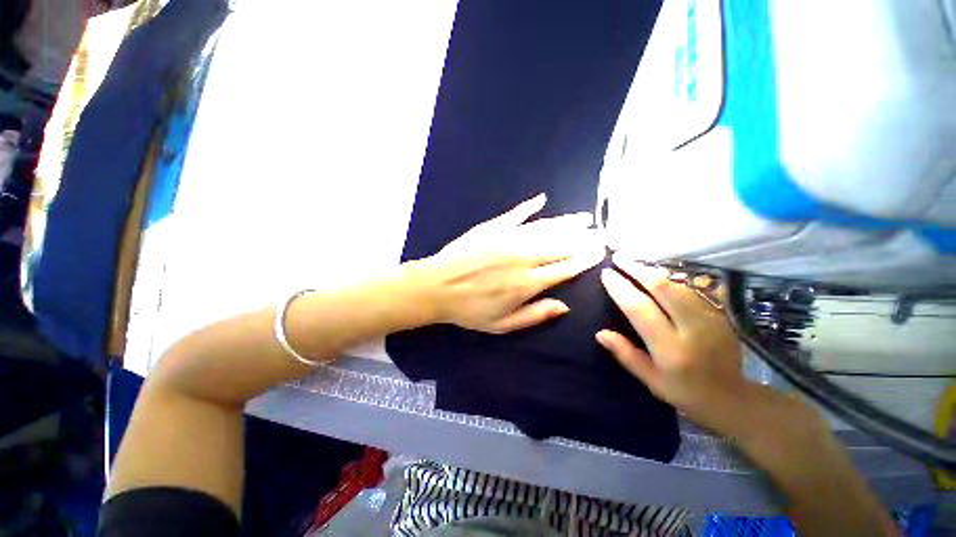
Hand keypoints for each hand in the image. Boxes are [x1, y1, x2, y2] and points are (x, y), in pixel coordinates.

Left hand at [414, 193, 604, 333]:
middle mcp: (523, 257)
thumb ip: (535, 315)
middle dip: (584, 238)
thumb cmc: (470, 310)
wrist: (437, 287)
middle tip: (601, 232)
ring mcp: (507, 239)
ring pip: (545, 227)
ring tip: (585, 217)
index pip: (565, 268)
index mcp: (527, 283)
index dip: (585, 260)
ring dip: (567, 222)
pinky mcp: (492, 228)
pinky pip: (516, 214)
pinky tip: (542, 200)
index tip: (600, 251)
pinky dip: (530, 207)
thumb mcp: (503, 325)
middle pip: (561, 245)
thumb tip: (565, 306)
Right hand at [596, 254, 754, 434]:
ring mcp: (711, 318)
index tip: (606, 274)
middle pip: (662, 288)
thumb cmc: (686, 393)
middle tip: (617, 257)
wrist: (735, 399)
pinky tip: (659, 271)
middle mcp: (692, 329)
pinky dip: (672, 277)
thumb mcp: (651, 381)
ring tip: (633, 261)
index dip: (621, 288)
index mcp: (671, 349)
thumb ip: (626, 355)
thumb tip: (600, 333)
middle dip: (637, 269)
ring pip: (678, 284)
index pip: (640, 309)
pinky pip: (693, 287)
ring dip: (653, 270)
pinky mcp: (721, 313)